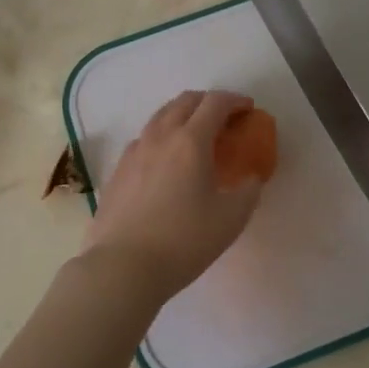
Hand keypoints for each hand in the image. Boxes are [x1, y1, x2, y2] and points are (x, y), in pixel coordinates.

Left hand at [82, 91, 264, 306]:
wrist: (124, 266)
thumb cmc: (184, 240)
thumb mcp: (231, 219)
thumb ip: (248, 191)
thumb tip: (251, 178)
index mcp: (190, 141)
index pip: (215, 103)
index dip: (235, 100)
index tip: (248, 109)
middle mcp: (160, 137)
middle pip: (184, 101)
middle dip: (208, 101)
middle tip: (224, 118)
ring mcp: (134, 152)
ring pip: (160, 117)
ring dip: (182, 115)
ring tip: (195, 135)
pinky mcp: (117, 170)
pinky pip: (144, 139)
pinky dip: (162, 137)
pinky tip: (166, 161)